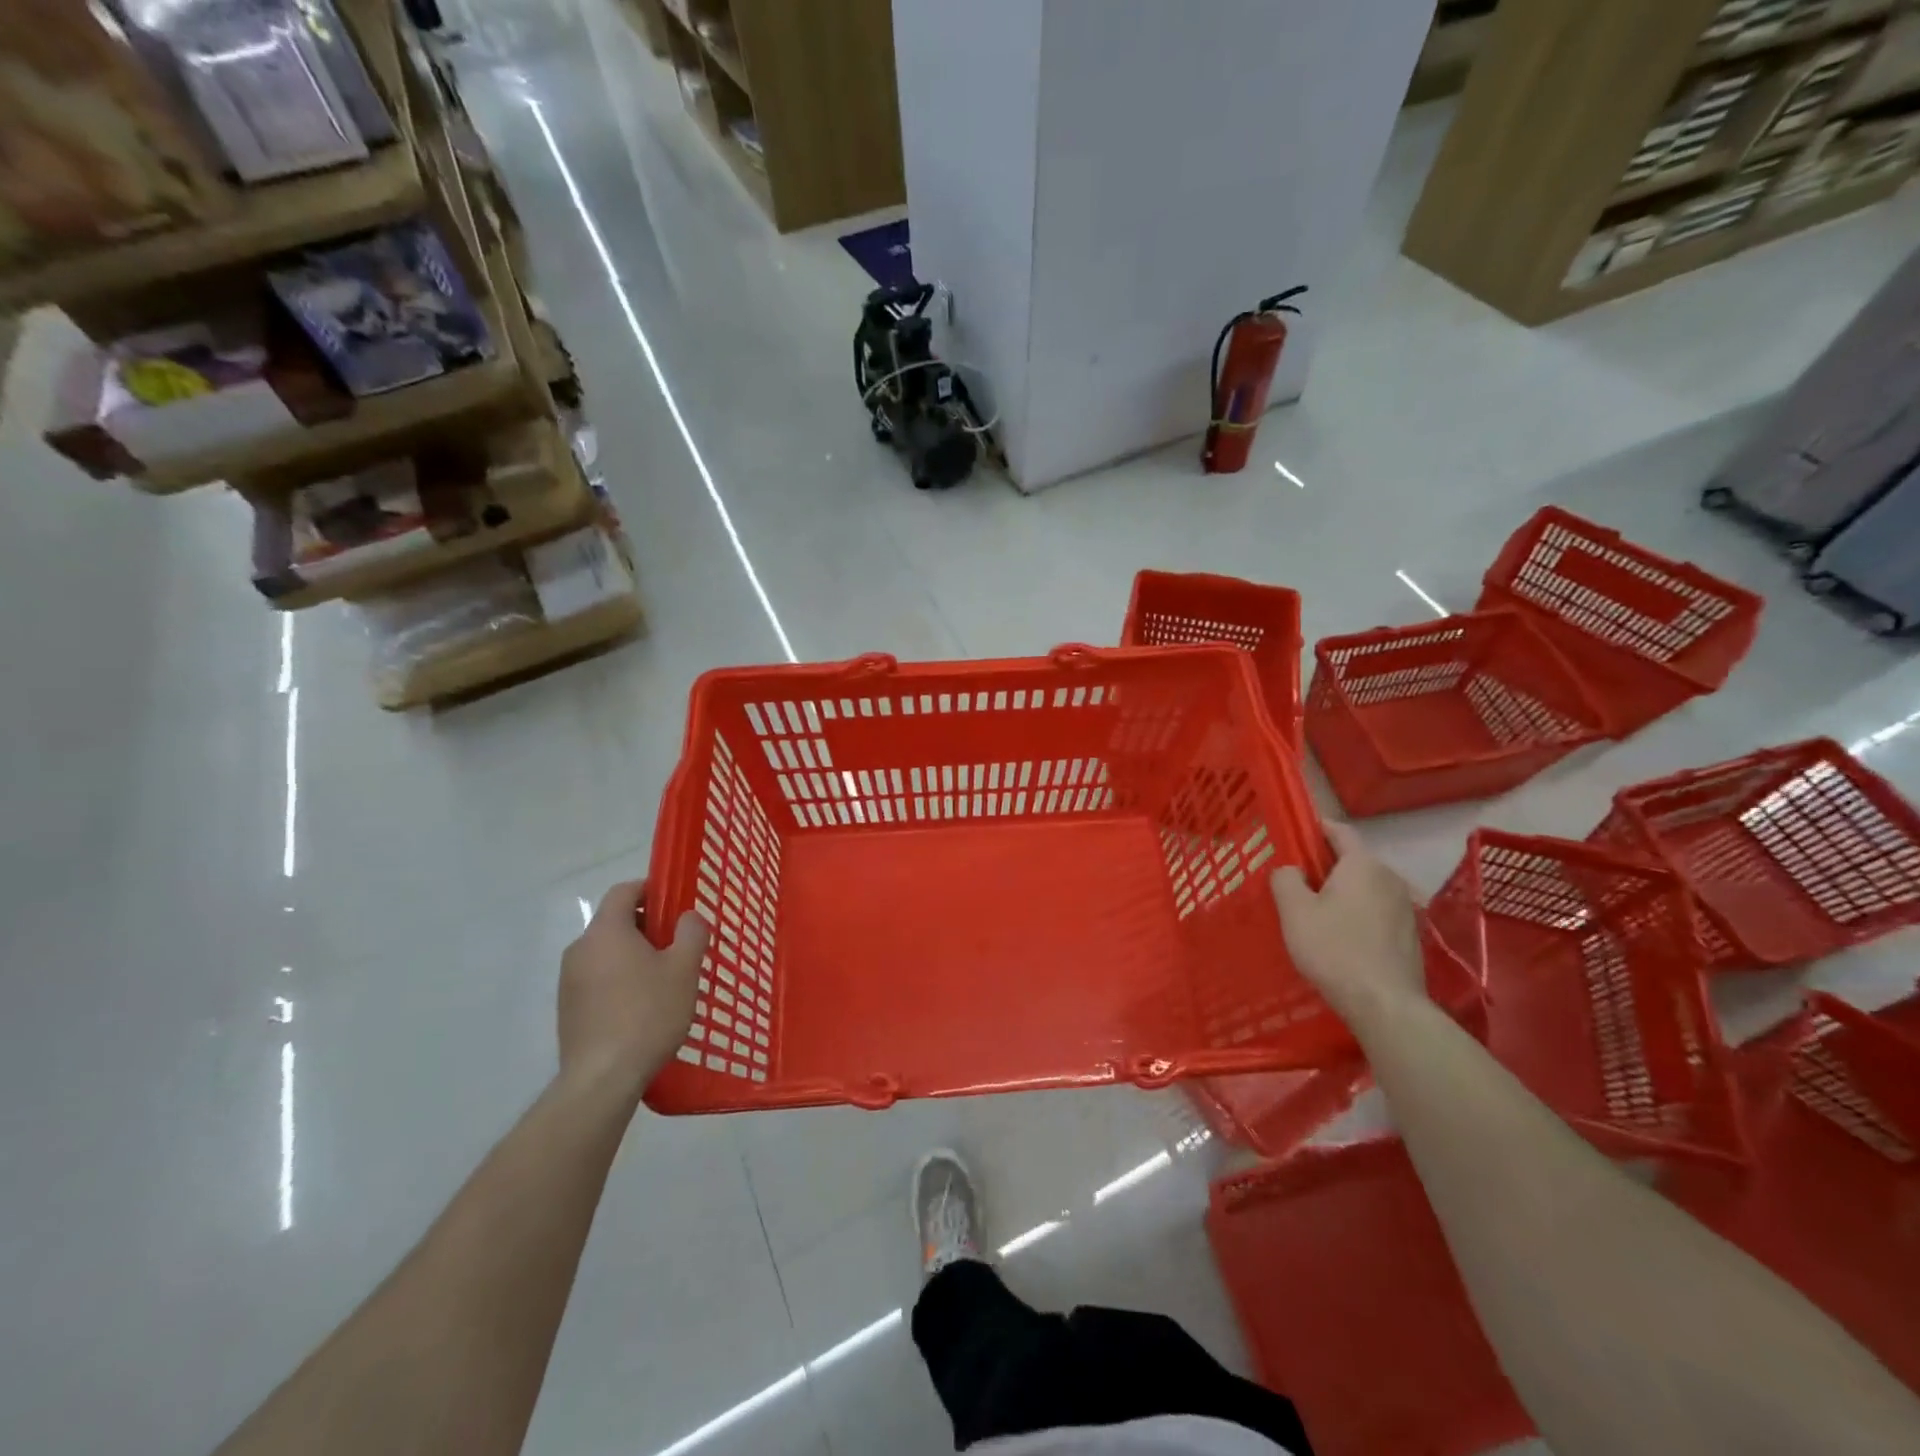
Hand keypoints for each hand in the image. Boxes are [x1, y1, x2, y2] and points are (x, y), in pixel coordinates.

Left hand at [558, 879, 708, 1099]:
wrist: (602, 1078)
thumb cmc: (648, 1014)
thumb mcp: (683, 969)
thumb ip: (690, 933)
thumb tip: (688, 917)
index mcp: (606, 931)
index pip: (624, 891)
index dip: (650, 889)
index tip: (675, 903)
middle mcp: (580, 949)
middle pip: (615, 922)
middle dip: (647, 926)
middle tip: (678, 945)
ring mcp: (569, 981)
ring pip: (607, 952)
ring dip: (634, 955)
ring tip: (664, 979)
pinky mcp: (568, 1008)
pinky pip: (598, 979)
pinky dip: (619, 979)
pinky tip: (642, 1007)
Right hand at [1271, 822, 1426, 1030]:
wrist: (1385, 1005)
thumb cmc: (1334, 949)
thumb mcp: (1294, 911)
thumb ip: (1286, 879)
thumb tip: (1292, 870)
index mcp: (1362, 865)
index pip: (1340, 831)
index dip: (1317, 828)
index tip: (1297, 835)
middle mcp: (1390, 878)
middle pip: (1354, 861)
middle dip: (1327, 866)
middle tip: (1298, 881)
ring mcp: (1406, 907)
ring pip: (1366, 888)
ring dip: (1344, 893)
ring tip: (1318, 912)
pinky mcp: (1411, 935)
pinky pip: (1377, 911)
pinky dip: (1358, 914)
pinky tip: (1342, 937)